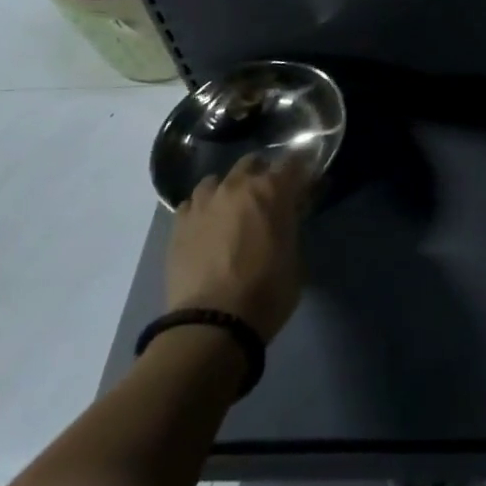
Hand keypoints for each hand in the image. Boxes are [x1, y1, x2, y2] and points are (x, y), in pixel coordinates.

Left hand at [165, 156, 308, 339]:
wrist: (212, 322)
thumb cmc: (267, 291)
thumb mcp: (295, 256)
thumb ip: (293, 224)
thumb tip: (293, 211)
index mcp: (271, 190)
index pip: (293, 162)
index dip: (302, 168)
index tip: (307, 180)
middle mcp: (236, 186)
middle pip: (252, 163)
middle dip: (263, 173)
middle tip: (271, 194)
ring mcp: (203, 203)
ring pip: (217, 180)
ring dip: (229, 189)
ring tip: (233, 210)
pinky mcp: (178, 224)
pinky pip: (193, 204)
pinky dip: (204, 209)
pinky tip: (207, 226)